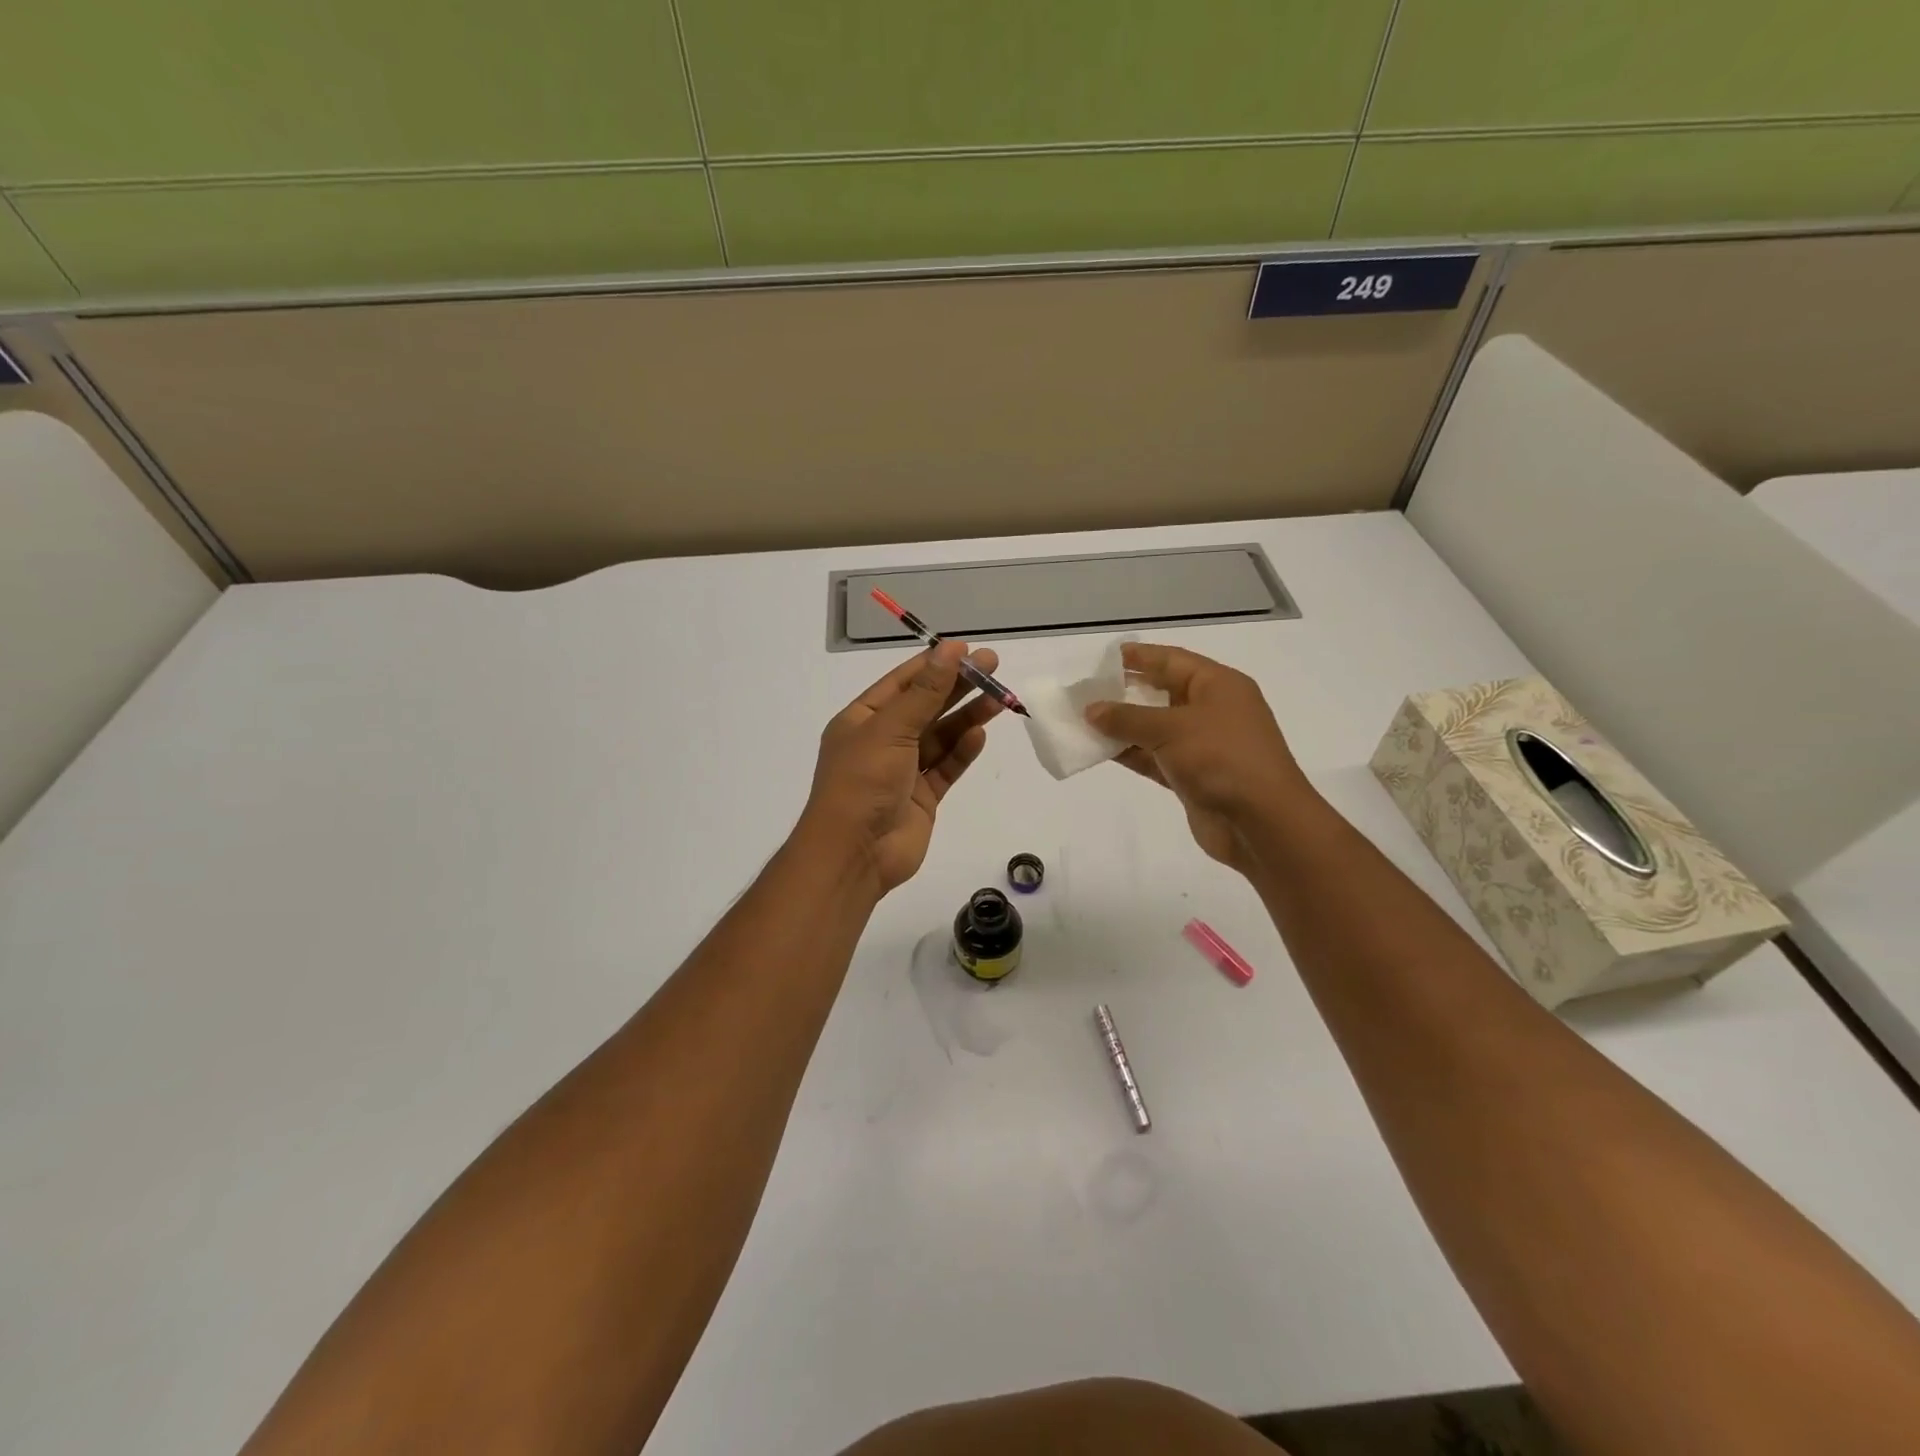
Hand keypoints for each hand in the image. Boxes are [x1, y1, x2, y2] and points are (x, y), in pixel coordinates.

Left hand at [800, 640, 1002, 894]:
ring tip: (999, 698)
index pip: (902, 683)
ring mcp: (903, 771)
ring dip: (967, 718)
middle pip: (925, 707)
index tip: (966, 650)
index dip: (934, 665)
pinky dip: (962, 752)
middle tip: (994, 666)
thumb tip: (951, 650)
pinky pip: (946, 767)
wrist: (856, 853)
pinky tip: (980, 736)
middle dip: (958, 687)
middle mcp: (882, 741)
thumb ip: (925, 692)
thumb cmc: (863, 782)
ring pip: (940, 737)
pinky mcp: (922, 797)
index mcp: (862, 720)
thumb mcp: (891, 729)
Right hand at [1085, 643, 1309, 874]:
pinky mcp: (1192, 777)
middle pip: (1163, 693)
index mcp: (1218, 686)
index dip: (1141, 657)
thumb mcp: (1171, 729)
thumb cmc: (1221, 758)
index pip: (1173, 661)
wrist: (1261, 822)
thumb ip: (1127, 718)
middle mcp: (1213, 711)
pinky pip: (1155, 757)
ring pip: (1155, 728)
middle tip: (1088, 690)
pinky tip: (1100, 750)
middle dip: (1127, 691)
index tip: (1106, 657)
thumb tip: (1091, 710)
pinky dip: (1130, 753)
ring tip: (1084, 720)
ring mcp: (1203, 746)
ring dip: (1123, 726)